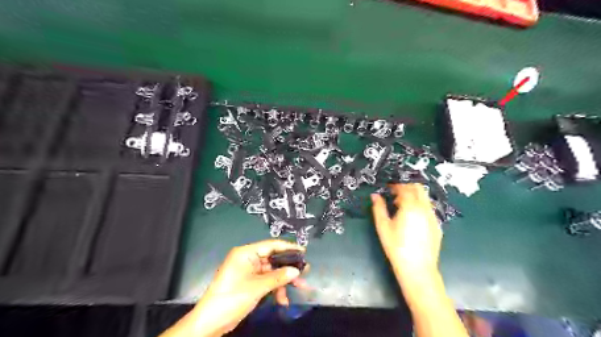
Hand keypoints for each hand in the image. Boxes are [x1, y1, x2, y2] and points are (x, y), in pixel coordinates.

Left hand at [160, 240, 306, 336]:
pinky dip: (275, 289)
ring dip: (283, 281)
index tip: (303, 251)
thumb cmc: (232, 298)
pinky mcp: (249, 283)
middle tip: (305, 271)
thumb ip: (278, 277)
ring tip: (299, 287)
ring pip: (272, 272)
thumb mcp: (257, 287)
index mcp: (246, 253)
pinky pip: (266, 281)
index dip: (288, 247)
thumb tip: (297, 270)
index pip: (271, 245)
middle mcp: (247, 259)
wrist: (210, 323)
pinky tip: (283, 300)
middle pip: (273, 259)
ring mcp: (248, 271)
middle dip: (288, 268)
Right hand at [372, 185, 440, 278]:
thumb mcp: (383, 226)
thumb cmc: (396, 246)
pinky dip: (421, 206)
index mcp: (410, 206)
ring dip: (414, 196)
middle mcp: (424, 208)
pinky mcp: (437, 225)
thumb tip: (375, 195)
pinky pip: (429, 209)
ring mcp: (433, 217)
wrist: (417, 268)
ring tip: (403, 205)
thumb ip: (378, 208)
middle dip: (407, 187)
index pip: (404, 188)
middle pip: (418, 189)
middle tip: (396, 194)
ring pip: (425, 198)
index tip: (388, 187)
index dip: (396, 185)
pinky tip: (413, 217)